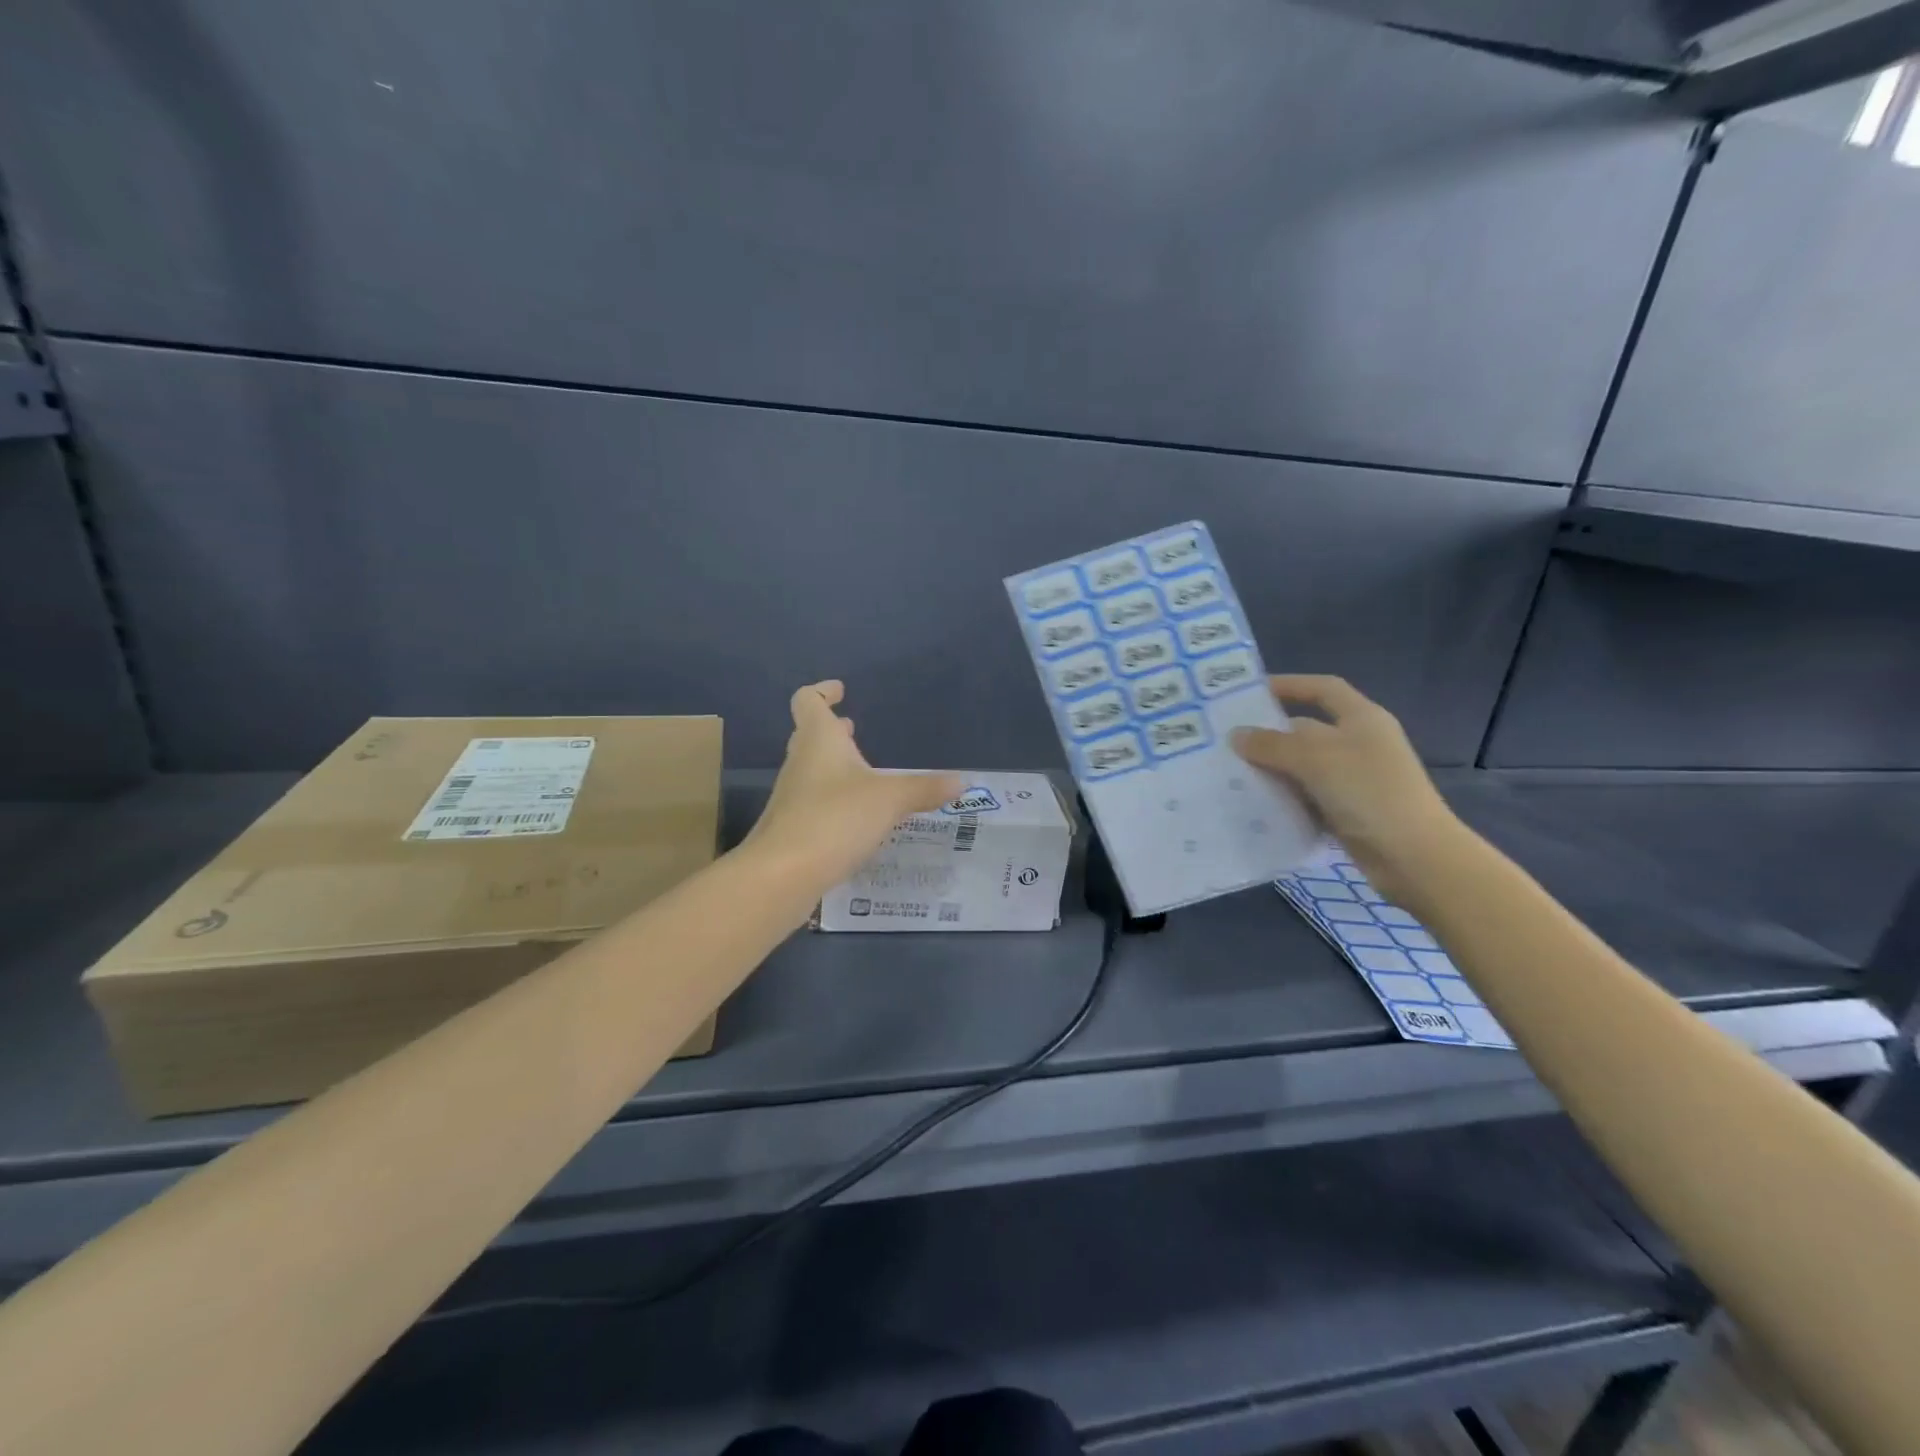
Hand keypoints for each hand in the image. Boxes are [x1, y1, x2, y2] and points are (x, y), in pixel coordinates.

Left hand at [745, 681, 963, 895]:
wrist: (782, 875)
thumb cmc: (834, 819)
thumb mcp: (889, 800)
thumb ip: (924, 789)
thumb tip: (962, 781)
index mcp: (819, 741)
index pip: (809, 701)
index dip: (823, 691)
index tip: (840, 690)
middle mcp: (801, 762)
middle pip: (810, 735)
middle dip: (832, 730)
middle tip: (854, 728)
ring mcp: (792, 796)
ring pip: (813, 769)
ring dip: (834, 765)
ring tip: (863, 772)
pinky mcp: (793, 828)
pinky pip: (815, 802)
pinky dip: (834, 799)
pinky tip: (857, 816)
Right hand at [1231, 676, 1463, 905]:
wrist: (1415, 857)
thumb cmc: (1369, 792)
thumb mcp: (1316, 759)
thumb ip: (1272, 744)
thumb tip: (1237, 735)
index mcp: (1361, 719)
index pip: (1323, 689)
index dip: (1289, 685)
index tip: (1250, 692)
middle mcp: (1358, 744)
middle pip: (1306, 730)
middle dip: (1269, 736)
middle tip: (1226, 742)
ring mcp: (1354, 780)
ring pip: (1303, 767)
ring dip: (1272, 771)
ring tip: (1230, 775)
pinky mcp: (1348, 812)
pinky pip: (1307, 798)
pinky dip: (1284, 800)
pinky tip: (1255, 806)